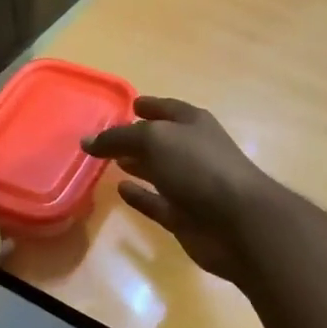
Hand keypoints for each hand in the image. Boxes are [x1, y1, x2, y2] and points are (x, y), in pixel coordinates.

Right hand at [83, 97, 279, 281]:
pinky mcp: (185, 217)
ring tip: (110, 162)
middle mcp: (194, 151)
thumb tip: (88, 140)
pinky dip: (140, 196)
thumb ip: (119, 138)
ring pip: (159, 172)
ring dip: (138, 166)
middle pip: (161, 141)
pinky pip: (157, 202)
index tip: (129, 106)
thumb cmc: (199, 167)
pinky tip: (121, 190)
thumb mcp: (155, 140)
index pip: (168, 109)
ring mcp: (191, 186)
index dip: (149, 106)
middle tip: (107, 139)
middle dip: (137, 138)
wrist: (239, 222)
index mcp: (194, 124)